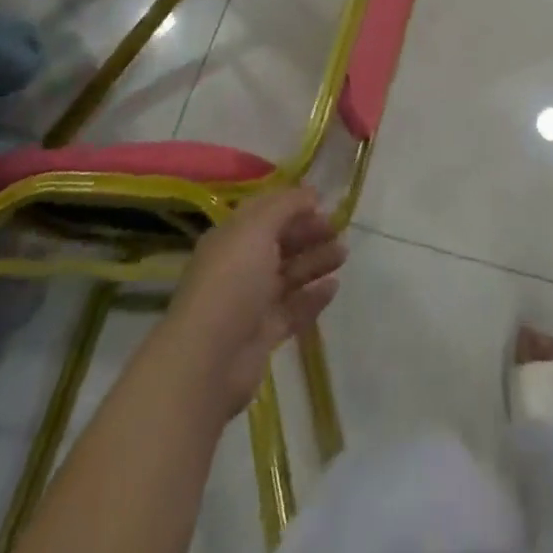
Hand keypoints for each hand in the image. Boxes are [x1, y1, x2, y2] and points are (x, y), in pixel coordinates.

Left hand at [161, 189, 347, 417]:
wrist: (209, 360)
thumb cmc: (232, 281)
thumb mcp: (257, 228)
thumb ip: (286, 206)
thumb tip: (310, 192)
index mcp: (232, 237)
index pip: (265, 212)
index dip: (293, 204)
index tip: (323, 201)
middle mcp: (240, 266)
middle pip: (280, 243)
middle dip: (308, 232)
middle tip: (339, 229)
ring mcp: (252, 302)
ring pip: (289, 275)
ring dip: (315, 261)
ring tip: (343, 254)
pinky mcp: (264, 334)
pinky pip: (293, 309)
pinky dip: (313, 297)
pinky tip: (334, 287)